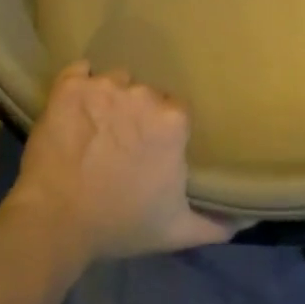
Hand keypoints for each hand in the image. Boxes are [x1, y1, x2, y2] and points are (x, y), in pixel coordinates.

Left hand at [9, 62, 236, 261]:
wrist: (56, 222)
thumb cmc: (121, 224)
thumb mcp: (177, 231)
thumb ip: (217, 224)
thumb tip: (248, 221)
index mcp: (173, 121)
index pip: (176, 111)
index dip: (164, 130)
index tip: (152, 149)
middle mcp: (143, 94)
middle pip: (146, 94)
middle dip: (138, 113)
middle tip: (123, 142)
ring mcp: (103, 87)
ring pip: (114, 81)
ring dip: (109, 98)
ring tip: (96, 126)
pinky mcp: (68, 87)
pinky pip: (79, 71)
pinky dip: (78, 84)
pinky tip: (75, 106)